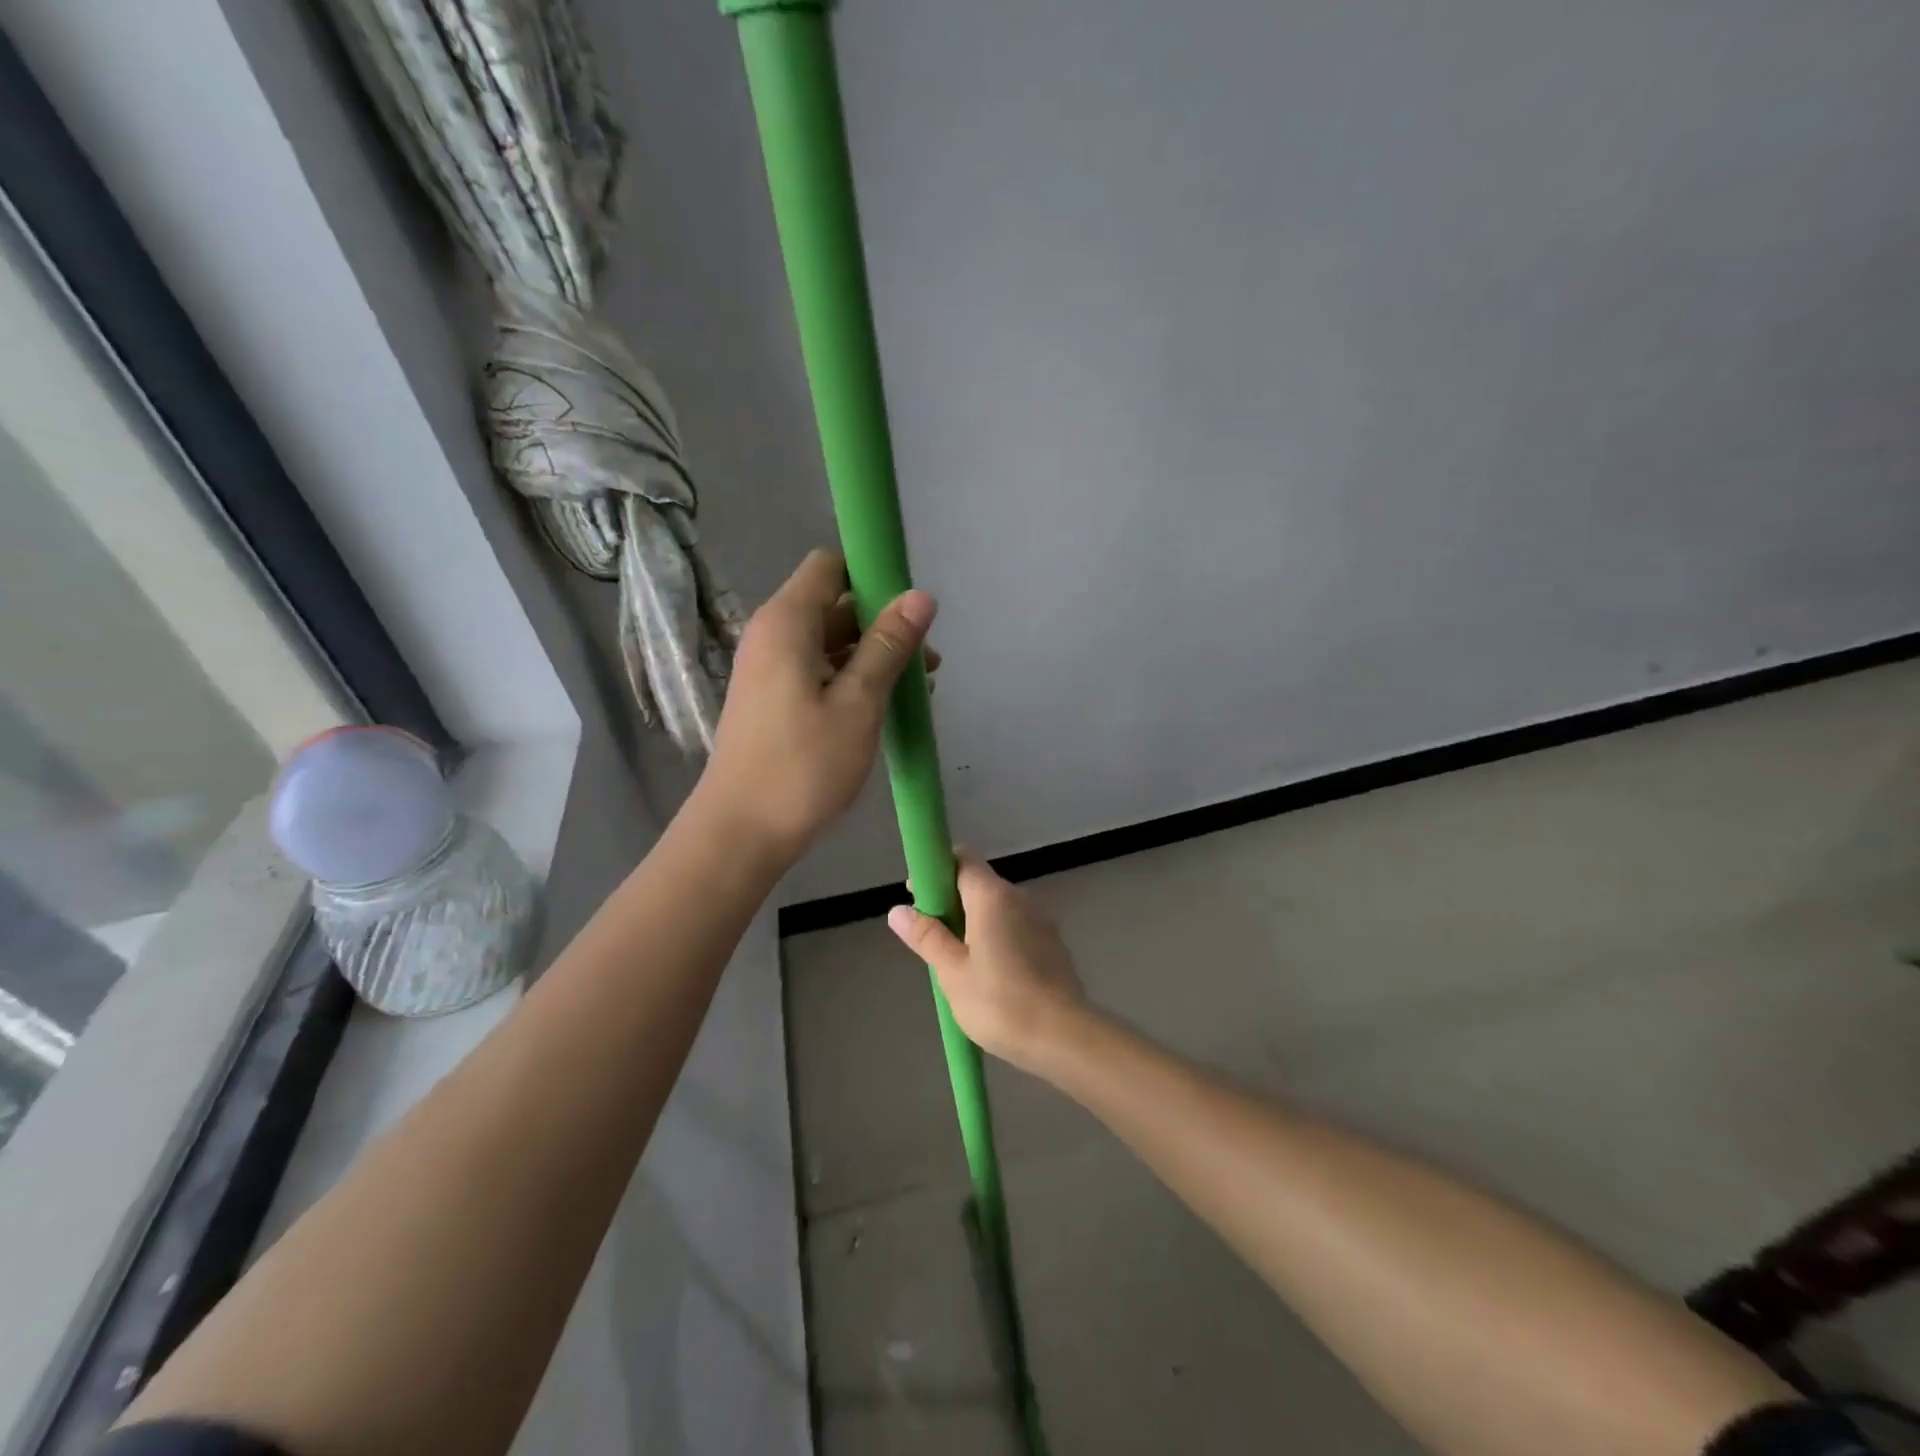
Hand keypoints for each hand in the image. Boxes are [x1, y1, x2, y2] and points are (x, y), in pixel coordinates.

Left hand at [699, 550, 935, 859]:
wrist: (741, 833)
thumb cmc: (803, 766)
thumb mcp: (858, 703)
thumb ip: (888, 646)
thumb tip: (920, 595)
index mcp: (787, 622)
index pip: (831, 566)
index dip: (873, 575)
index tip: (913, 608)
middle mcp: (773, 636)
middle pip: (835, 606)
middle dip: (883, 625)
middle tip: (928, 663)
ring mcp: (770, 670)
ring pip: (830, 643)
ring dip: (873, 658)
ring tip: (917, 691)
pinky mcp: (773, 701)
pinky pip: (818, 672)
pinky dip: (852, 680)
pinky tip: (884, 709)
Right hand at [887, 852, 1089, 1072]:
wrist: (1065, 1037)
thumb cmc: (1000, 1003)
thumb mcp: (952, 973)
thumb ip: (927, 937)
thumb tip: (898, 910)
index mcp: (992, 896)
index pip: (962, 858)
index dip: (936, 870)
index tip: (919, 897)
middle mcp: (1018, 897)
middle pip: (978, 883)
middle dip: (950, 901)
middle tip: (931, 938)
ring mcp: (1039, 919)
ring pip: (996, 908)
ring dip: (973, 922)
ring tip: (956, 962)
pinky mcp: (1051, 943)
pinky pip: (1014, 926)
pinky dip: (995, 937)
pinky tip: (988, 974)